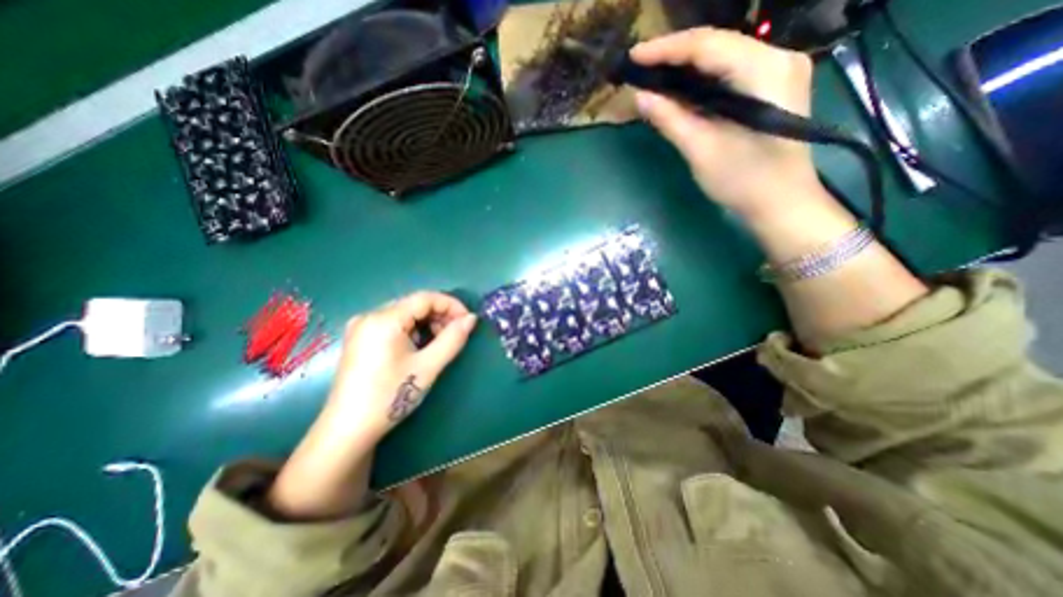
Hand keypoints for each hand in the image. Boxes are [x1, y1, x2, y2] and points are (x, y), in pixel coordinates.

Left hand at [326, 291, 478, 441]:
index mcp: (383, 319)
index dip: (451, 305)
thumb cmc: (390, 396)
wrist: (348, 431)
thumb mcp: (428, 366)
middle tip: (456, 335)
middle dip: (440, 316)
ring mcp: (361, 328)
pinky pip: (394, 325)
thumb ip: (453, 339)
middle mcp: (369, 316)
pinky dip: (413, 331)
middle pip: (414, 304)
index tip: (468, 321)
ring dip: (428, 324)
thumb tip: (472, 319)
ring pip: (405, 315)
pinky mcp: (360, 340)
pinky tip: (419, 349)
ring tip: (439, 345)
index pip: (425, 298)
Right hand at [628, 27, 819, 221]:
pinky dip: (702, 77)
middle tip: (640, 66)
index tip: (634, 57)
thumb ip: (670, 119)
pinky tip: (680, 87)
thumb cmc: (743, 180)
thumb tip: (640, 96)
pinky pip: (731, 70)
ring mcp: (779, 69)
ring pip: (723, 54)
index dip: (666, 49)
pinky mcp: (773, 85)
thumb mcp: (701, 150)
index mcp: (764, 70)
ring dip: (686, 64)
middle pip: (717, 43)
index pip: (707, 45)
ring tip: (653, 74)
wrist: (781, 202)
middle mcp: (778, 57)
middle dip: (674, 54)